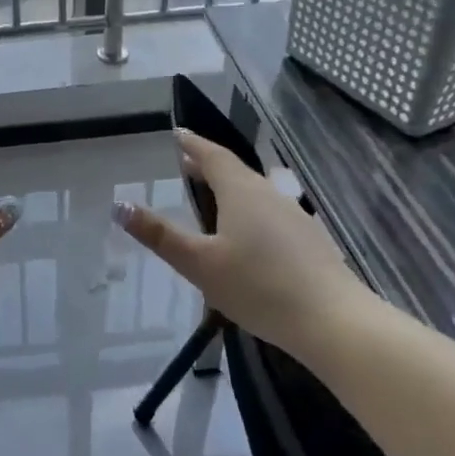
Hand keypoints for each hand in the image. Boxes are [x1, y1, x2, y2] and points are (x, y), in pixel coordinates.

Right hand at [114, 129, 368, 347]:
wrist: (334, 322)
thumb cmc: (259, 287)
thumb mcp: (200, 264)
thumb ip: (160, 235)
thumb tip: (120, 205)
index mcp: (241, 192)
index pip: (213, 156)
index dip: (192, 144)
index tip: (176, 134)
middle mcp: (269, 194)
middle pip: (235, 171)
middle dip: (208, 166)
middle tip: (184, 166)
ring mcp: (294, 216)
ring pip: (255, 192)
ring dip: (230, 189)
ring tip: (211, 199)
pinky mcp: (309, 241)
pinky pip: (271, 213)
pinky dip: (250, 211)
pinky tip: (247, 236)